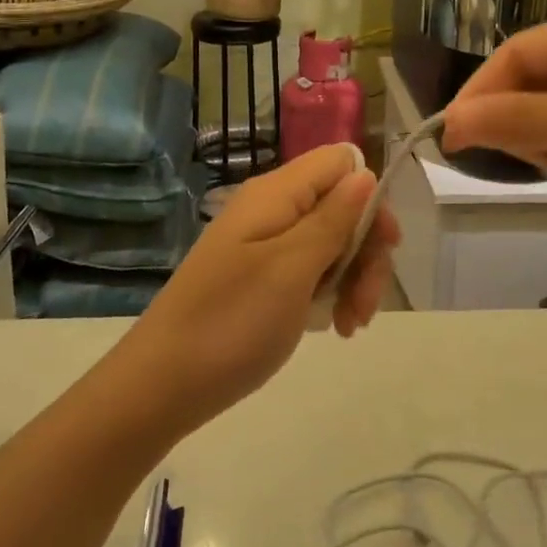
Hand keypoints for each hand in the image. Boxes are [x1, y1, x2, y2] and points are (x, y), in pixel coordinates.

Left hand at [119, 144, 399, 427]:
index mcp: (276, 194)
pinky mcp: (261, 277)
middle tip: (365, 303)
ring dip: (353, 279)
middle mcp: (272, 210)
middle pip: (341, 206)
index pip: (339, 162)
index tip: (383, 245)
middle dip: (365, 251)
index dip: (369, 196)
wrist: (163, 384)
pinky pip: (310, 270)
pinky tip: (335, 327)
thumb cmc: (232, 322)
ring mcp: (265, 245)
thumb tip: (365, 173)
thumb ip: (332, 218)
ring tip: (350, 325)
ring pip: (331, 242)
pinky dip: (330, 294)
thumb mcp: (292, 268)